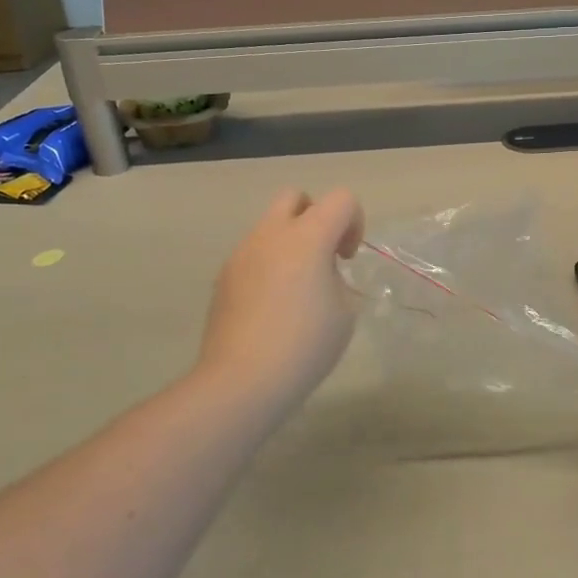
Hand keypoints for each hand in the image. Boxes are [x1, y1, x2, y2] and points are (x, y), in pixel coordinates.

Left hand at [198, 189, 364, 410]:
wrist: (242, 381)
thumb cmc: (305, 346)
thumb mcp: (344, 311)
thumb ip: (336, 278)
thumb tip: (319, 274)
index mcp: (307, 237)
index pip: (341, 199)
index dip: (355, 222)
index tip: (348, 260)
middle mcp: (271, 235)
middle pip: (295, 197)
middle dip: (315, 217)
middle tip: (323, 257)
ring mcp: (242, 254)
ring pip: (270, 227)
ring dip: (290, 243)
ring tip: (297, 290)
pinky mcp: (223, 277)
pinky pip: (253, 255)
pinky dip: (268, 266)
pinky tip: (272, 308)